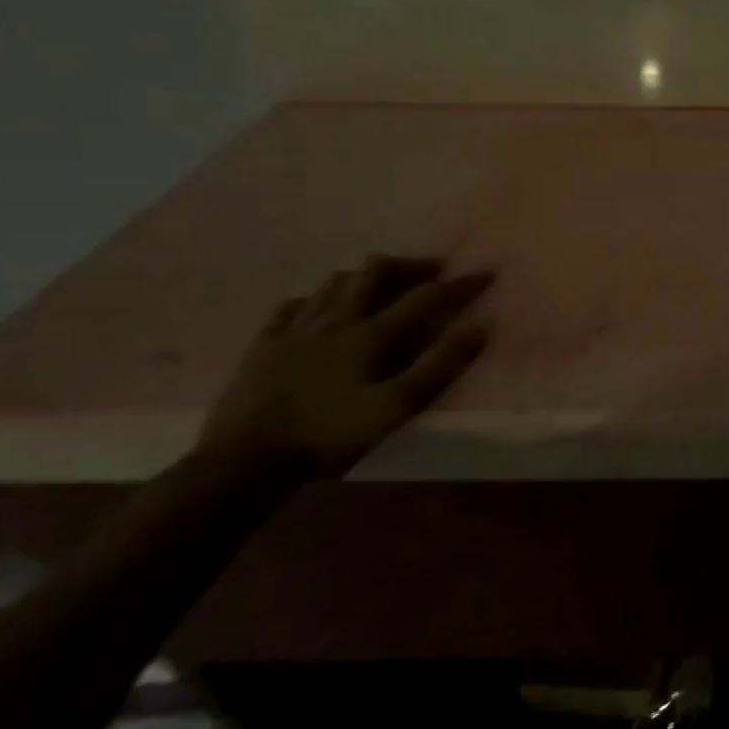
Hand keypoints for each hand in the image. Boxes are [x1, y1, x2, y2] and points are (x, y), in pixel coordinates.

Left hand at [200, 257, 493, 476]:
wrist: (241, 464)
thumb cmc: (328, 436)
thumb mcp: (395, 407)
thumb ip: (439, 366)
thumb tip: (480, 326)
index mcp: (370, 334)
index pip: (425, 297)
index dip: (459, 284)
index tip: (487, 271)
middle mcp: (335, 320)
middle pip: (375, 272)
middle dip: (409, 265)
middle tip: (431, 271)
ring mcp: (294, 329)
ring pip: (334, 282)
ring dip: (364, 276)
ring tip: (380, 285)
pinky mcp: (263, 345)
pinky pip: (291, 307)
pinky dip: (315, 300)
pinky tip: (319, 308)